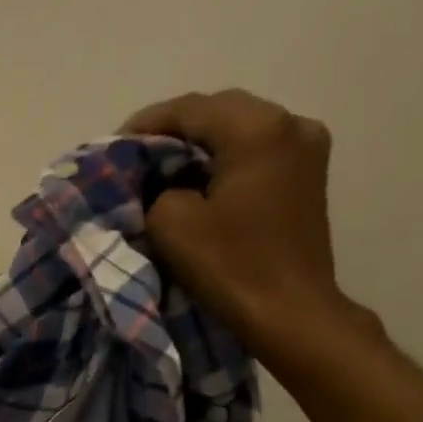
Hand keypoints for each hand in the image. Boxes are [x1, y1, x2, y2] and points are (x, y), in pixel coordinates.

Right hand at [124, 89, 372, 359]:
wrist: (290, 312)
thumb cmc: (231, 266)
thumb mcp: (172, 224)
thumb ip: (158, 189)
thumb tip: (165, 184)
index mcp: (259, 128)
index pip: (191, 109)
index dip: (147, 123)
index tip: (114, 144)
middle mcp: (291, 124)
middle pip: (221, 112)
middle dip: (176, 131)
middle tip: (137, 155)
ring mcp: (307, 148)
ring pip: (241, 131)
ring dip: (201, 145)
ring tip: (164, 168)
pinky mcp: (308, 176)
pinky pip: (258, 153)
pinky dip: (225, 160)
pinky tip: (201, 180)